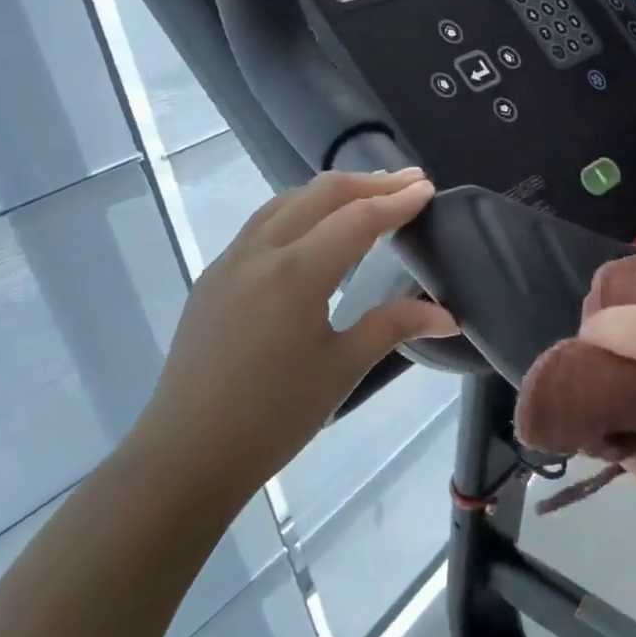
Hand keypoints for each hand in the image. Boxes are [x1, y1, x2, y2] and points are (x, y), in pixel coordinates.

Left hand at [132, 168, 456, 505]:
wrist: (186, 455)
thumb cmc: (273, 417)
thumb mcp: (342, 369)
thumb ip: (393, 327)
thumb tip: (449, 315)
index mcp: (295, 274)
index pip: (357, 220)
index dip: (396, 202)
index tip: (428, 189)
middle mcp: (259, 253)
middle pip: (319, 195)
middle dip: (368, 183)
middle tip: (408, 182)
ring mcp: (230, 262)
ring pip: (285, 203)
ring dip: (331, 192)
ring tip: (368, 194)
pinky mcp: (214, 279)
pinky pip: (262, 225)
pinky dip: (300, 211)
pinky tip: (315, 229)